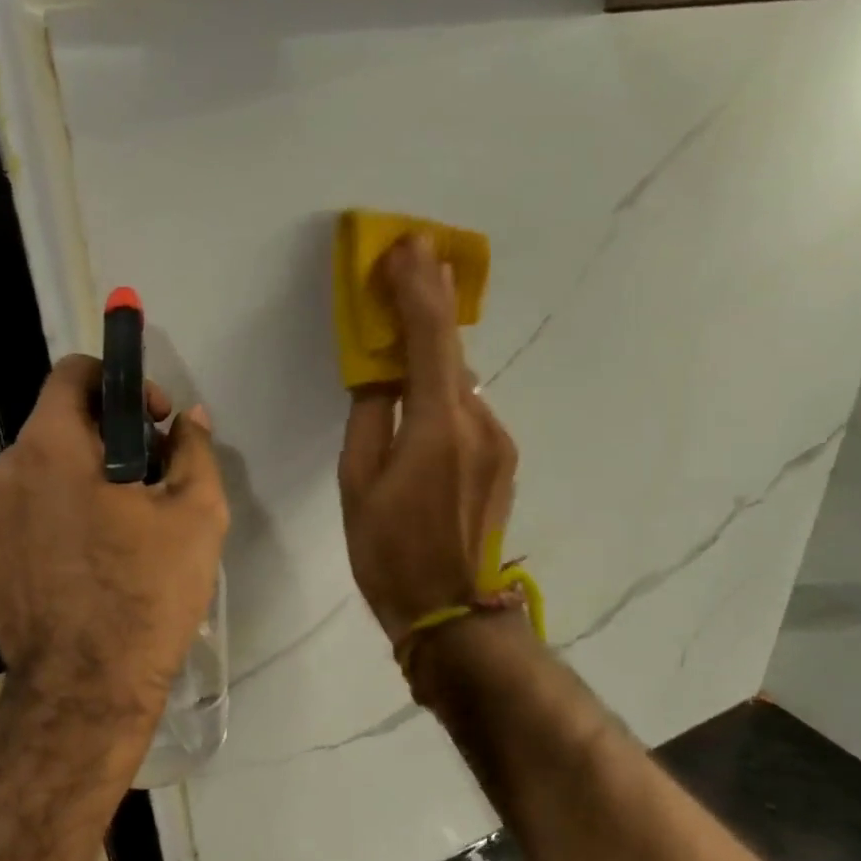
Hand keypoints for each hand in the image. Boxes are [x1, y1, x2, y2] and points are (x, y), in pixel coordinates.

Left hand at [0, 354, 228, 727]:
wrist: (84, 691)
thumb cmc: (145, 594)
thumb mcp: (195, 515)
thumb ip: (193, 450)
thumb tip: (189, 419)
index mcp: (49, 448)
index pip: (73, 373)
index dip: (121, 383)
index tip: (154, 422)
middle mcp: (5, 473)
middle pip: (58, 424)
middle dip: (108, 437)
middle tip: (151, 479)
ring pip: (41, 471)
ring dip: (82, 477)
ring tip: (124, 525)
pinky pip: (25, 513)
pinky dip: (58, 515)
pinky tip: (92, 559)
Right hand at [338, 236, 518, 645]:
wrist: (452, 614)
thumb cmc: (389, 552)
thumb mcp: (357, 484)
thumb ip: (369, 418)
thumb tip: (378, 376)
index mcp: (437, 424)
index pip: (428, 338)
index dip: (416, 288)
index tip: (404, 247)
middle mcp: (479, 421)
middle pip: (452, 348)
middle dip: (431, 299)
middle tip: (416, 256)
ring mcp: (498, 440)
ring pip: (460, 380)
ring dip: (434, 348)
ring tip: (411, 316)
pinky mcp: (502, 459)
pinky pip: (467, 408)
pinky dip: (444, 386)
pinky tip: (424, 390)